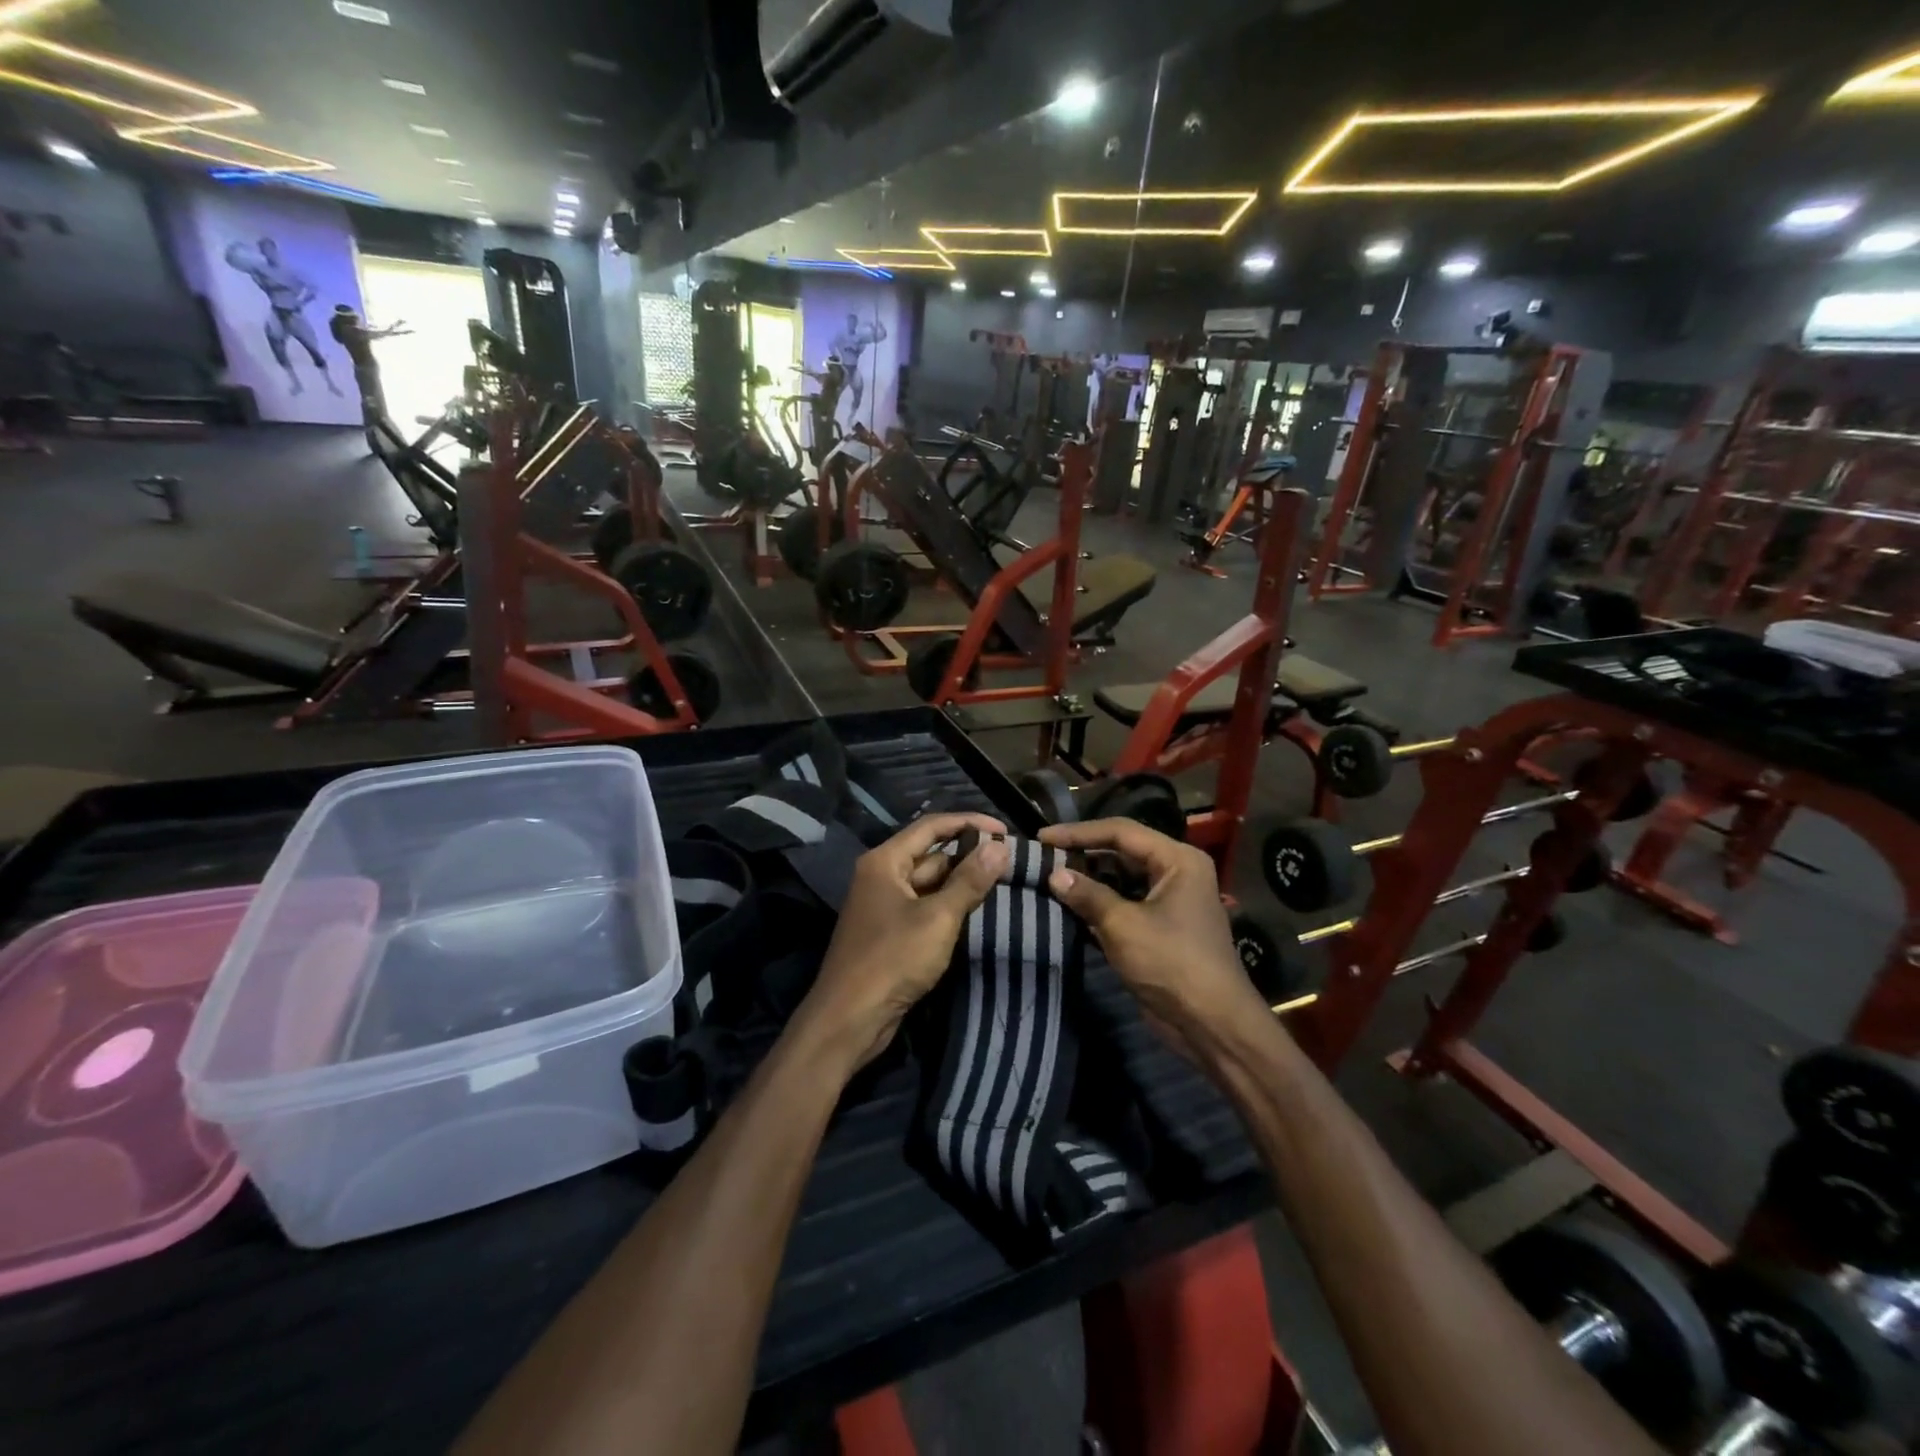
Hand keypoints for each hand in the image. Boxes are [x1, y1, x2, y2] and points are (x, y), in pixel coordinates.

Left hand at [796, 813, 1008, 1071]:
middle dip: (969, 855)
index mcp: (885, 861)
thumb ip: (969, 881)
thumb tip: (1000, 846)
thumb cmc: (892, 960)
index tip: (1004, 830)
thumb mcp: (938, 918)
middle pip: (931, 854)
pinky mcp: (891, 932)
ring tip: (1003, 881)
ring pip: (930, 883)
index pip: (931, 827)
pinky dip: (950, 905)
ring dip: (962, 881)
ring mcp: (885, 905)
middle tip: (1010, 860)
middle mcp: (882, 876)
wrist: (850, 1019)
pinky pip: (925, 907)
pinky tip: (977, 910)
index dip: (968, 823)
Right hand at [1039, 818, 1264, 1050]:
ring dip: (1088, 882)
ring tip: (1048, 881)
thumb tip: (1053, 875)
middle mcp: (1176, 872)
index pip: (1121, 832)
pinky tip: (1068, 908)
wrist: (1212, 1024)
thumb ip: (1087, 895)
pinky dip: (1099, 905)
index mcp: (1177, 860)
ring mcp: (1170, 901)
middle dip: (1082, 856)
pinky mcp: (1160, 927)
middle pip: (1121, 852)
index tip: (1042, 837)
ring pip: (1121, 879)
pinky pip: (1125, 904)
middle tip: (1042, 859)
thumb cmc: (1171, 964)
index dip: (1078, 832)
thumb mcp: (1123, 925)